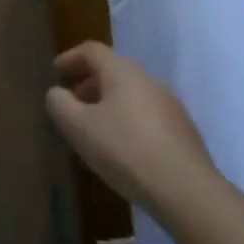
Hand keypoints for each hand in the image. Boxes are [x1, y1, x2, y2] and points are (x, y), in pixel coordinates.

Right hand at [45, 43, 217, 219]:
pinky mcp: (184, 134)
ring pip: (131, 97)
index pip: (92, 51)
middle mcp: (149, 81)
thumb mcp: (78, 127)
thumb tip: (57, 93)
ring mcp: (171, 107)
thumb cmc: (125, 150)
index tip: (56, 72)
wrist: (188, 193)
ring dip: (108, 106)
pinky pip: (146, 118)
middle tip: (71, 104)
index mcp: (122, 72)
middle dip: (88, 85)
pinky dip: (127, 124)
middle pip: (113, 72)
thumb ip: (59, 104)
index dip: (70, 58)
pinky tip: (121, 152)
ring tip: (94, 132)